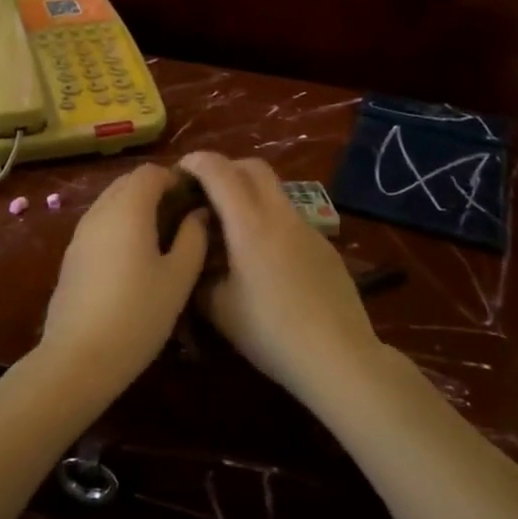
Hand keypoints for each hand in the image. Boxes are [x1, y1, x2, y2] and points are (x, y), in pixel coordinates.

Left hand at [39, 163, 208, 399]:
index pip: (151, 172)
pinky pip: (99, 223)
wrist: (78, 357)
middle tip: (181, 216)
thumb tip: (198, 214)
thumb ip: (193, 238)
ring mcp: (80, 233)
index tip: (195, 199)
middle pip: (128, 182)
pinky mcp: (71, 255)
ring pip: (111, 202)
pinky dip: (119, 225)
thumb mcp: (178, 278)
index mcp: (129, 209)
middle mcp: (100, 211)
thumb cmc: (137, 314)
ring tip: (162, 236)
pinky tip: (134, 257)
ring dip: (135, 207)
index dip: (175, 178)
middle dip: (155, 190)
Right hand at [178, 152, 384, 403]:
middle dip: (225, 168)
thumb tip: (193, 257)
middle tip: (204, 191)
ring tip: (231, 226)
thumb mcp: (218, 309)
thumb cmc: (270, 332)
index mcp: (249, 223)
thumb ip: (198, 275)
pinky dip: (269, 218)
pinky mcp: (324, 245)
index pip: (219, 170)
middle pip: (253, 167)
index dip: (196, 162)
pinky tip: (264, 257)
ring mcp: (307, 227)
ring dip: (249, 193)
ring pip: (275, 190)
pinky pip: (290, 216)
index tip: (178, 172)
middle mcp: (280, 214)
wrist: (339, 356)